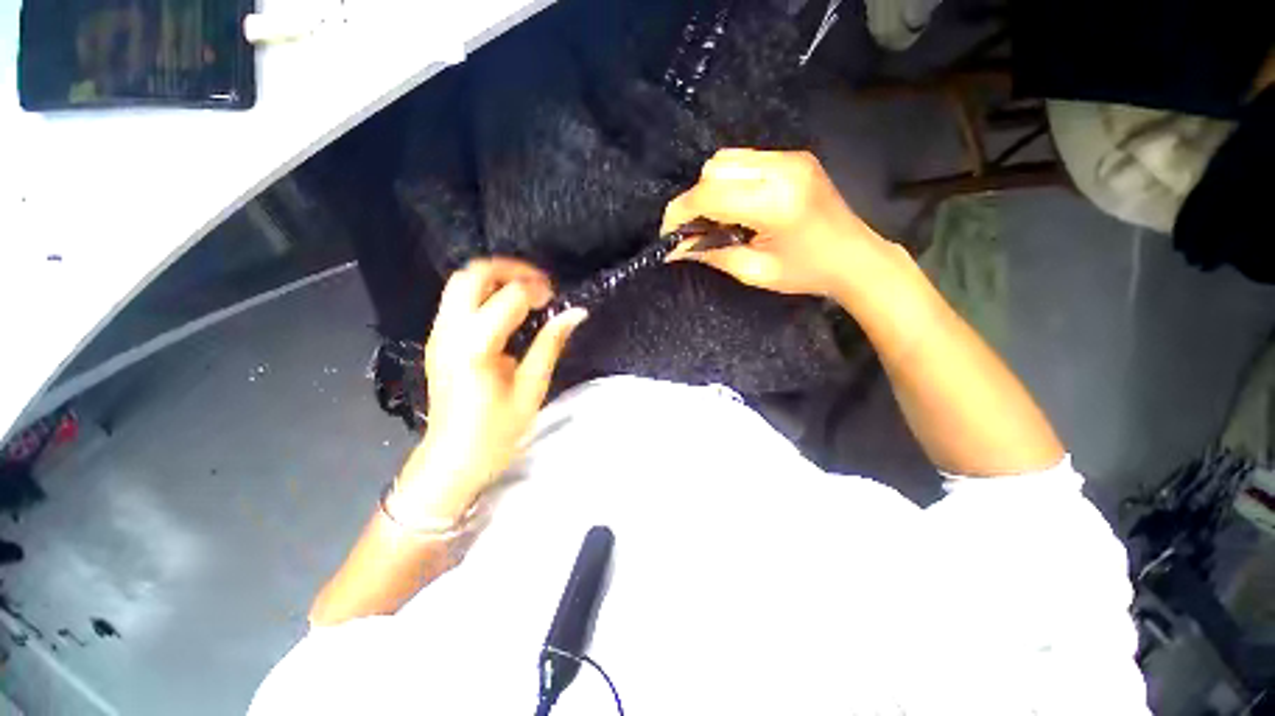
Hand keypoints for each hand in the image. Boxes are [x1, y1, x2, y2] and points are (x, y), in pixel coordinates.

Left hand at [391, 258, 586, 522]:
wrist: (452, 459)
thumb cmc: (496, 431)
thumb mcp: (532, 388)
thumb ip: (551, 343)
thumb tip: (576, 312)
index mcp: (475, 347)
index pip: (509, 297)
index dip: (536, 290)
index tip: (556, 298)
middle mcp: (449, 332)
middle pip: (471, 275)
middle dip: (508, 269)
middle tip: (538, 285)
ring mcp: (438, 335)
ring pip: (460, 283)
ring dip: (494, 279)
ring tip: (525, 294)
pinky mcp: (437, 341)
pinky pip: (457, 301)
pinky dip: (483, 294)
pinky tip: (506, 312)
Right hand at [661, 149, 889, 297]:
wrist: (855, 258)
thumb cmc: (806, 273)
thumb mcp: (754, 272)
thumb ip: (712, 254)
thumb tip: (676, 249)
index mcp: (775, 202)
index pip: (710, 193)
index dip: (680, 212)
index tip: (669, 234)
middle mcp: (782, 168)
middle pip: (715, 168)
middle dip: (694, 200)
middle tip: (695, 230)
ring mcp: (790, 157)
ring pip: (726, 160)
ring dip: (710, 188)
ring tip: (716, 219)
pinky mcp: (793, 157)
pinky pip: (745, 160)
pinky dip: (729, 182)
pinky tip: (736, 206)